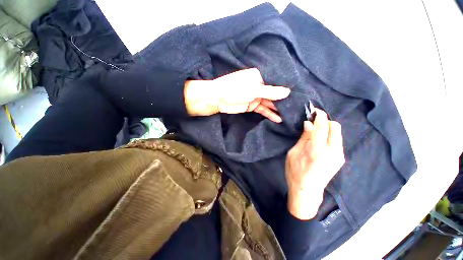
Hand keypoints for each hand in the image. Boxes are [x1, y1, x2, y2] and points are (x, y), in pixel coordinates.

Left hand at [184, 68, 290, 122]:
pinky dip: (270, 114)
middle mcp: (259, 86)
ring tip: (290, 114)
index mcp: (259, 76)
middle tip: (297, 106)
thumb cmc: (234, 90)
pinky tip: (278, 119)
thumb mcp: (253, 90)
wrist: (218, 100)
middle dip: (283, 100)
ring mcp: (256, 96)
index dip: (286, 87)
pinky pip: (263, 110)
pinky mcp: (252, 106)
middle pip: (274, 93)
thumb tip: (287, 92)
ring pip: (269, 102)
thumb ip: (270, 92)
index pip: (276, 81)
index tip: (298, 93)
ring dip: (278, 109)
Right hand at [285, 108, 344, 219]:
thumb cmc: (295, 172)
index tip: (315, 110)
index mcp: (318, 150)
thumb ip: (304, 138)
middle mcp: (333, 152)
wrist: (307, 191)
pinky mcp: (340, 159)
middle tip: (313, 122)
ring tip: (315, 131)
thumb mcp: (294, 153)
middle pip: (335, 127)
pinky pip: (337, 141)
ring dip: (327, 128)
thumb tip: (308, 124)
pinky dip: (329, 135)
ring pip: (337, 133)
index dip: (320, 116)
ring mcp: (339, 156)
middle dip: (325, 121)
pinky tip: (319, 140)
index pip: (323, 126)